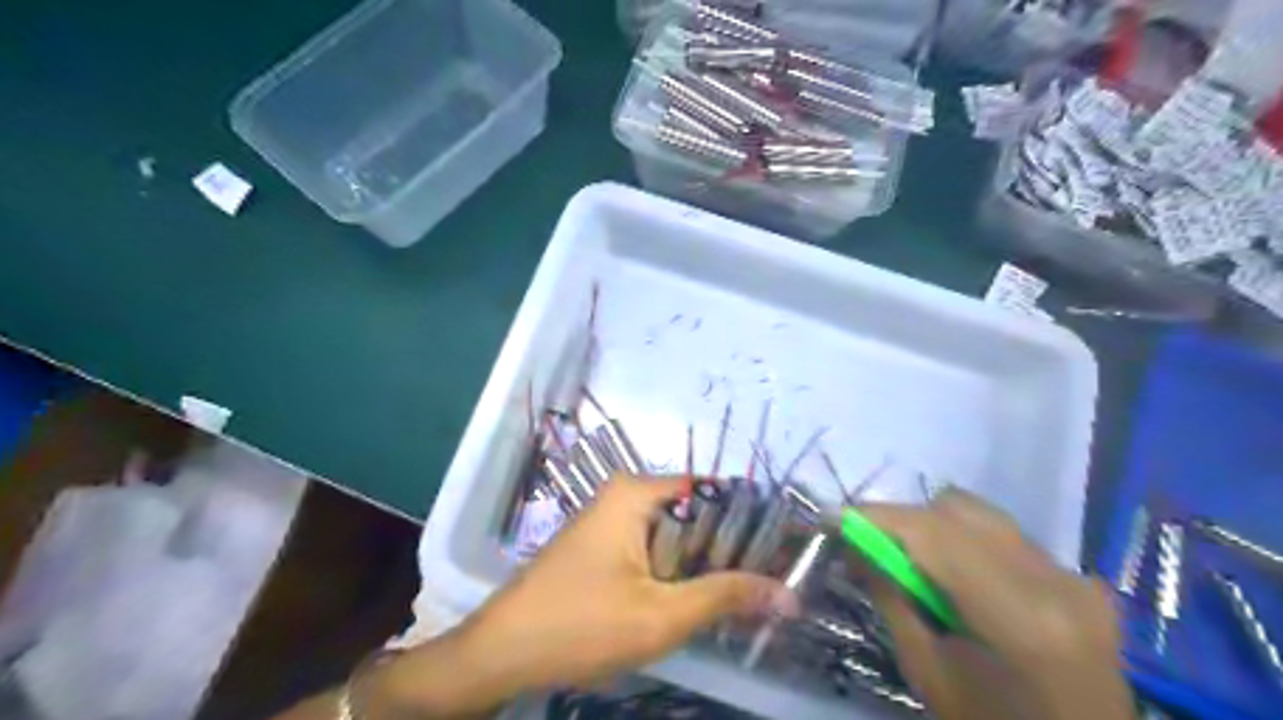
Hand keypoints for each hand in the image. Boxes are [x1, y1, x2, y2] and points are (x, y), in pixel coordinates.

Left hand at [362, 475, 794, 717]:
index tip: (783, 551)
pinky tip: (692, 598)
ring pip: (675, 534)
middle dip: (727, 548)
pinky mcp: (603, 543)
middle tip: (766, 582)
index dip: (750, 521)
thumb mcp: (662, 615)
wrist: (502, 652)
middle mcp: (624, 494)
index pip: (711, 491)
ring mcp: (610, 518)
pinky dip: (676, 569)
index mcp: (636, 492)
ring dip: (703, 563)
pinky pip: (653, 547)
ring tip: (739, 594)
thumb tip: (789, 593)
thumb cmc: (580, 625)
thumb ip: (725, 597)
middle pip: (693, 512)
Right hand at [861, 490, 1131, 719]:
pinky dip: (967, 542)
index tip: (833, 518)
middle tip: (871, 547)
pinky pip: (1006, 535)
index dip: (876, 517)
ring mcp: (1075, 576)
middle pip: (956, 510)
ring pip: (982, 514)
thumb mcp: (927, 671)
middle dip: (903, 520)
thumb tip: (854, 543)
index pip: (933, 534)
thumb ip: (891, 596)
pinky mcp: (1082, 578)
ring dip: (935, 527)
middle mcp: (1055, 580)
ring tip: (914, 562)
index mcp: (1019, 616)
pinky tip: (958, 578)